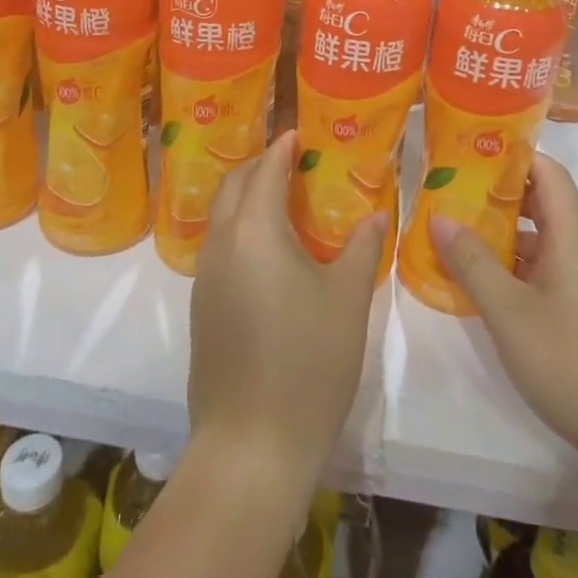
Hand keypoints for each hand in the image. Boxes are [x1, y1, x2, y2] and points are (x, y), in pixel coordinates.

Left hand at [187, 132, 386, 488]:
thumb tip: (376, 214)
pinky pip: (219, 248)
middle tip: (292, 162)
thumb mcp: (347, 300)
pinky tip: (269, 253)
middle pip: (233, 185)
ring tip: (283, 202)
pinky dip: (240, 231)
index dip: (282, 147)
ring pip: (221, 217)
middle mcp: (221, 244)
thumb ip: (363, 248)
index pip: (265, 170)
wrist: (251, 444)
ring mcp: (205, 277)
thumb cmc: (308, 362)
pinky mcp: (202, 308)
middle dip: (259, 166)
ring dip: (246, 198)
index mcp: (254, 230)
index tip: (299, 133)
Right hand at [433, 153, 577, 476]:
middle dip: (497, 194)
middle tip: (450, 191)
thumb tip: (439, 216)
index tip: (471, 151)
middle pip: (543, 203)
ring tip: (455, 233)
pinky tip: (482, 283)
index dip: (513, 155)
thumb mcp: (510, 312)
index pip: (549, 173)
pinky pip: (545, 270)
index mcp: (573, 237)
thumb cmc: (573, 362)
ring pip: (542, 240)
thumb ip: (473, 262)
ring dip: (502, 233)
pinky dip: (513, 266)